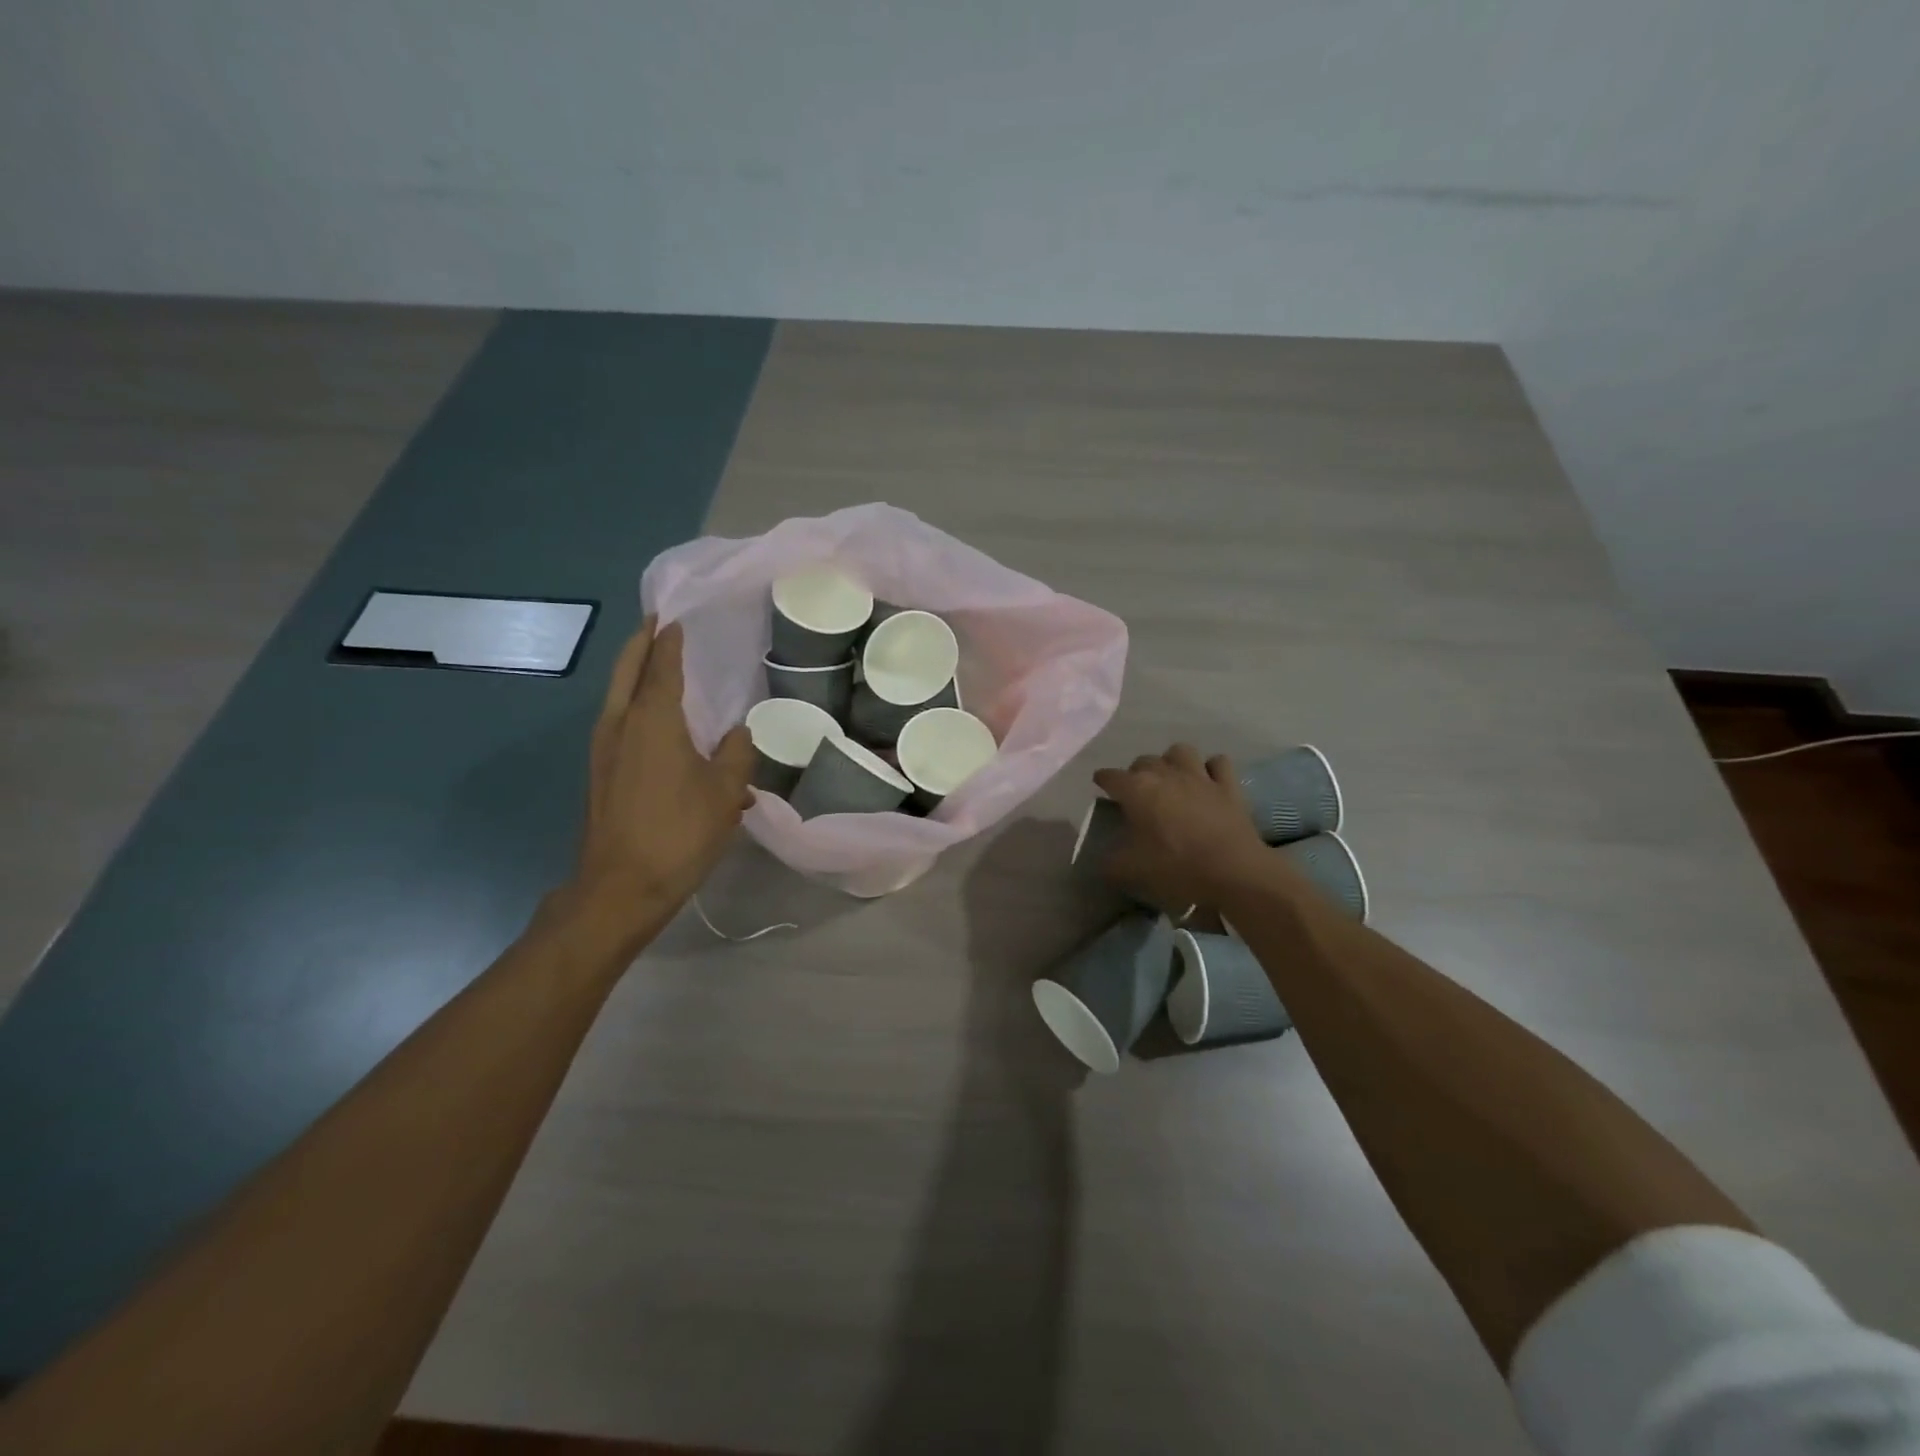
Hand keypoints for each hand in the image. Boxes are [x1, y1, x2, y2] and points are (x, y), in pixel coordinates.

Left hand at [568, 618, 754, 934]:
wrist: (621, 887)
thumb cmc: (678, 833)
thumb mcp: (724, 792)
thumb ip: (737, 755)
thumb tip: (738, 734)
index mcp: (652, 720)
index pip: (662, 666)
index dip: (670, 641)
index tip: (677, 618)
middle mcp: (621, 724)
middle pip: (627, 670)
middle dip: (641, 643)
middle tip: (657, 623)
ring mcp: (604, 749)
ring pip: (618, 695)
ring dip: (634, 672)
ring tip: (656, 661)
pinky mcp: (601, 772)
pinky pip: (618, 720)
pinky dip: (633, 703)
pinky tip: (655, 719)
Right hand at [1091, 745, 1271, 911]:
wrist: (1233, 872)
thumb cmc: (1176, 868)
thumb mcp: (1130, 871)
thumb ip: (1110, 862)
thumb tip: (1102, 860)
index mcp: (1137, 790)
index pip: (1111, 776)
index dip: (1103, 780)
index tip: (1100, 785)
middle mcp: (1166, 774)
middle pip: (1144, 761)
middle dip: (1136, 773)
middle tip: (1137, 793)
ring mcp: (1199, 776)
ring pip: (1180, 752)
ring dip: (1171, 762)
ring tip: (1170, 779)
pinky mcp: (1228, 785)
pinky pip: (1218, 763)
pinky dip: (1210, 768)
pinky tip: (1207, 781)